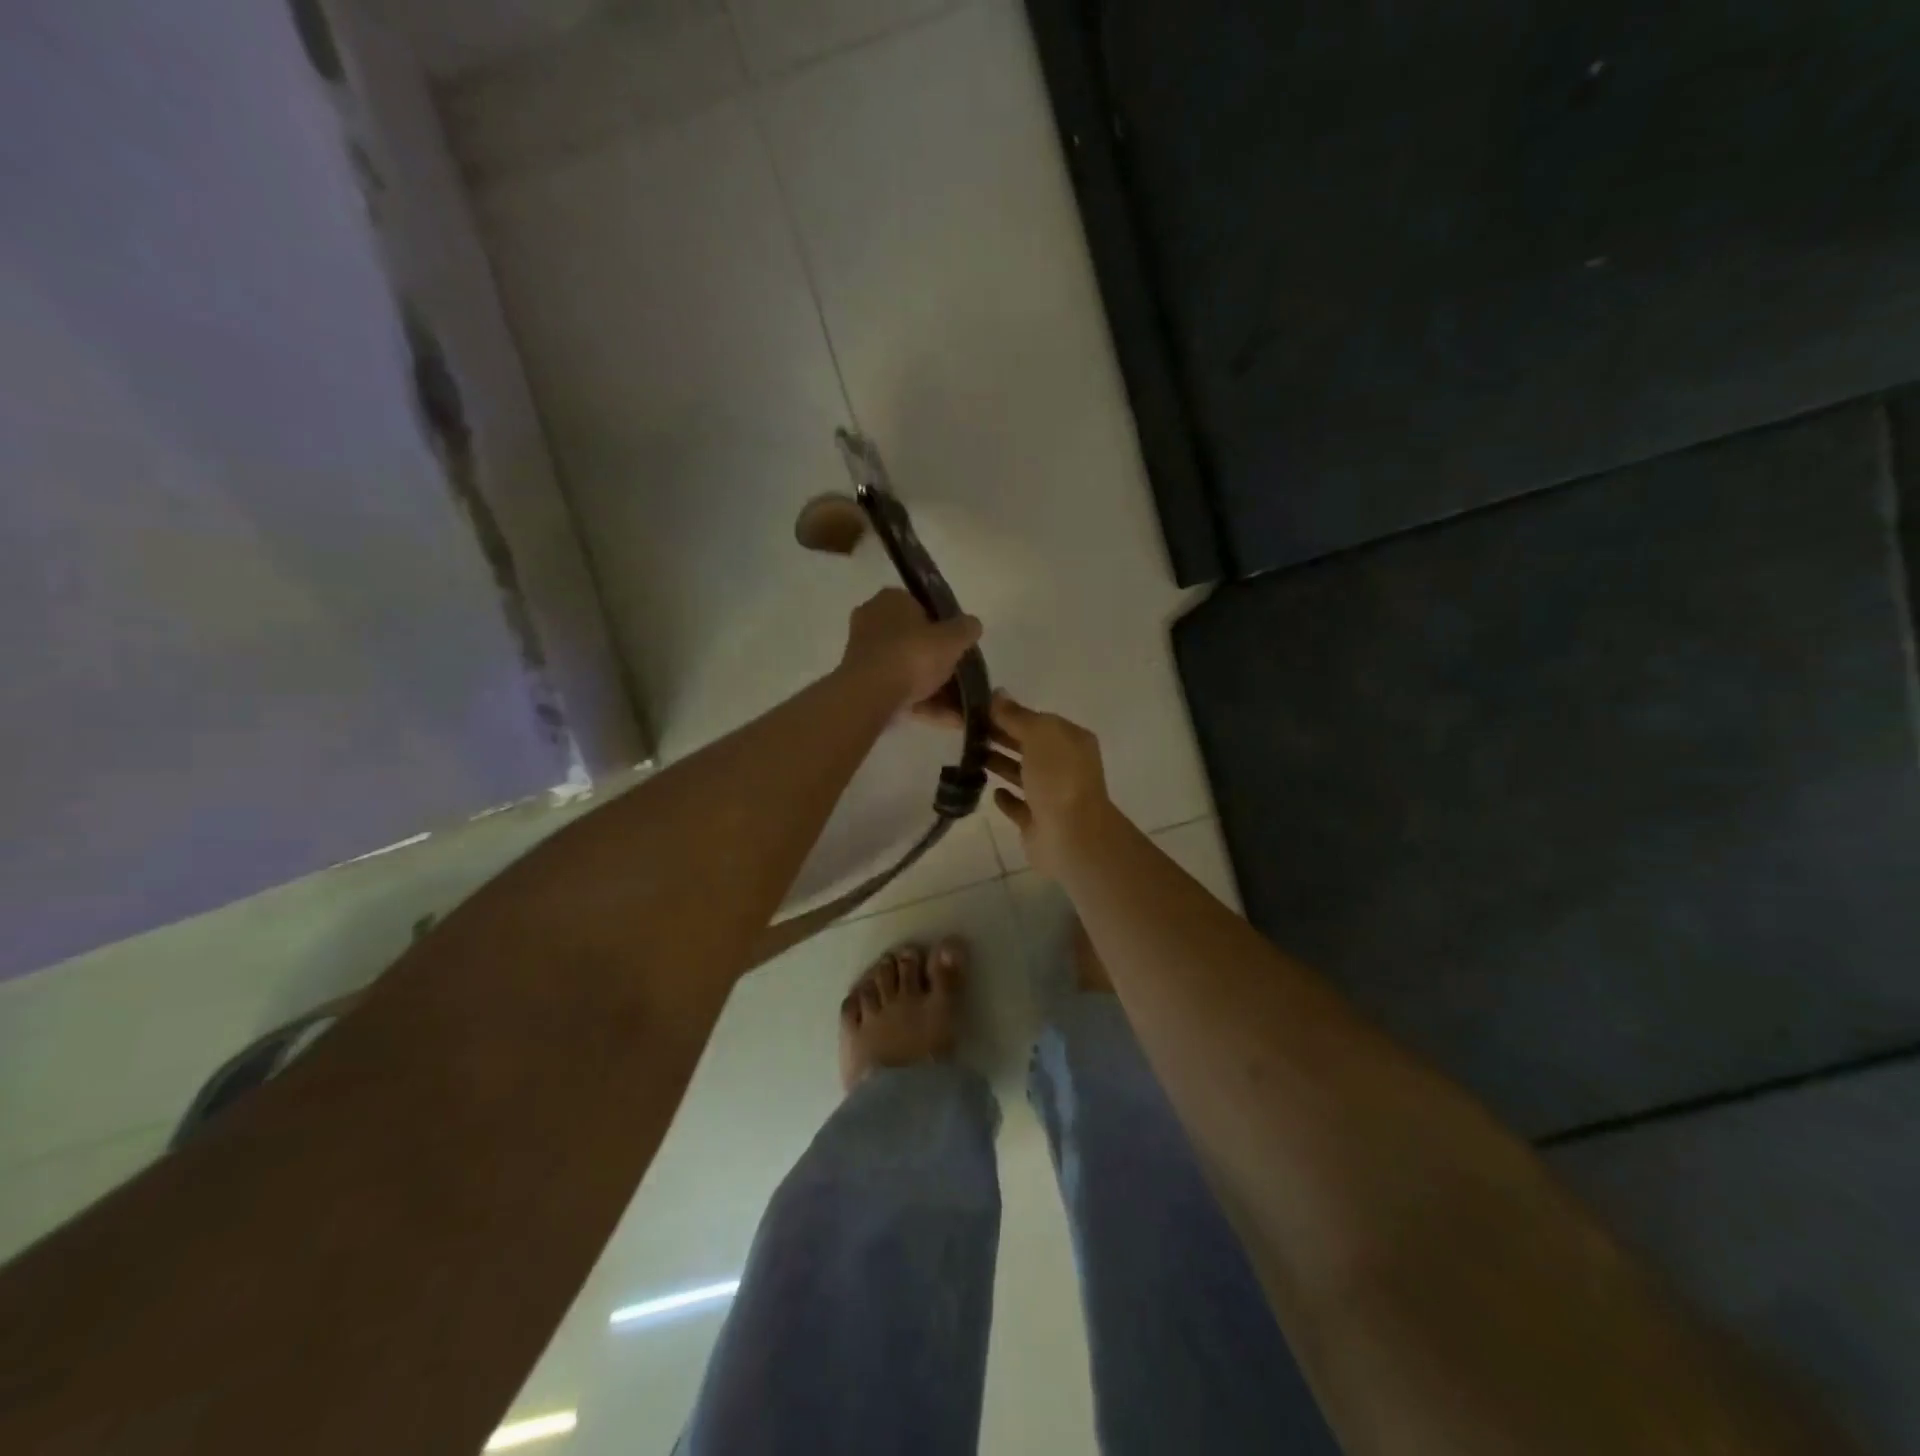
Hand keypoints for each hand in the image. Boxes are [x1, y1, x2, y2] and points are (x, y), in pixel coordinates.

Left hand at [839, 588, 982, 712]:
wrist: (870, 694)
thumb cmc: (912, 654)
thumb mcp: (952, 638)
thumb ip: (967, 629)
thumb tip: (972, 625)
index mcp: (892, 599)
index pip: (923, 606)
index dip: (944, 626)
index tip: (959, 647)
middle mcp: (873, 620)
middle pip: (916, 641)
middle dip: (941, 663)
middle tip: (962, 679)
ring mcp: (865, 653)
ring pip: (909, 669)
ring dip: (937, 690)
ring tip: (962, 710)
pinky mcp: (863, 683)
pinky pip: (900, 690)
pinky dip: (924, 704)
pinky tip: (949, 720)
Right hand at [977, 692, 1114, 876]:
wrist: (1071, 836)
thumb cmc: (1058, 777)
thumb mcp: (1039, 734)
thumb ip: (1017, 715)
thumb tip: (997, 695)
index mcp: (1071, 740)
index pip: (1038, 720)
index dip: (1010, 713)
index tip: (977, 708)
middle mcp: (1064, 766)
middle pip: (1029, 745)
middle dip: (1002, 736)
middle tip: (966, 730)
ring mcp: (1052, 796)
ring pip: (1022, 774)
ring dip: (1000, 764)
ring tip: (970, 755)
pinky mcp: (1037, 822)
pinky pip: (1019, 806)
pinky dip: (1006, 798)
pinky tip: (990, 790)